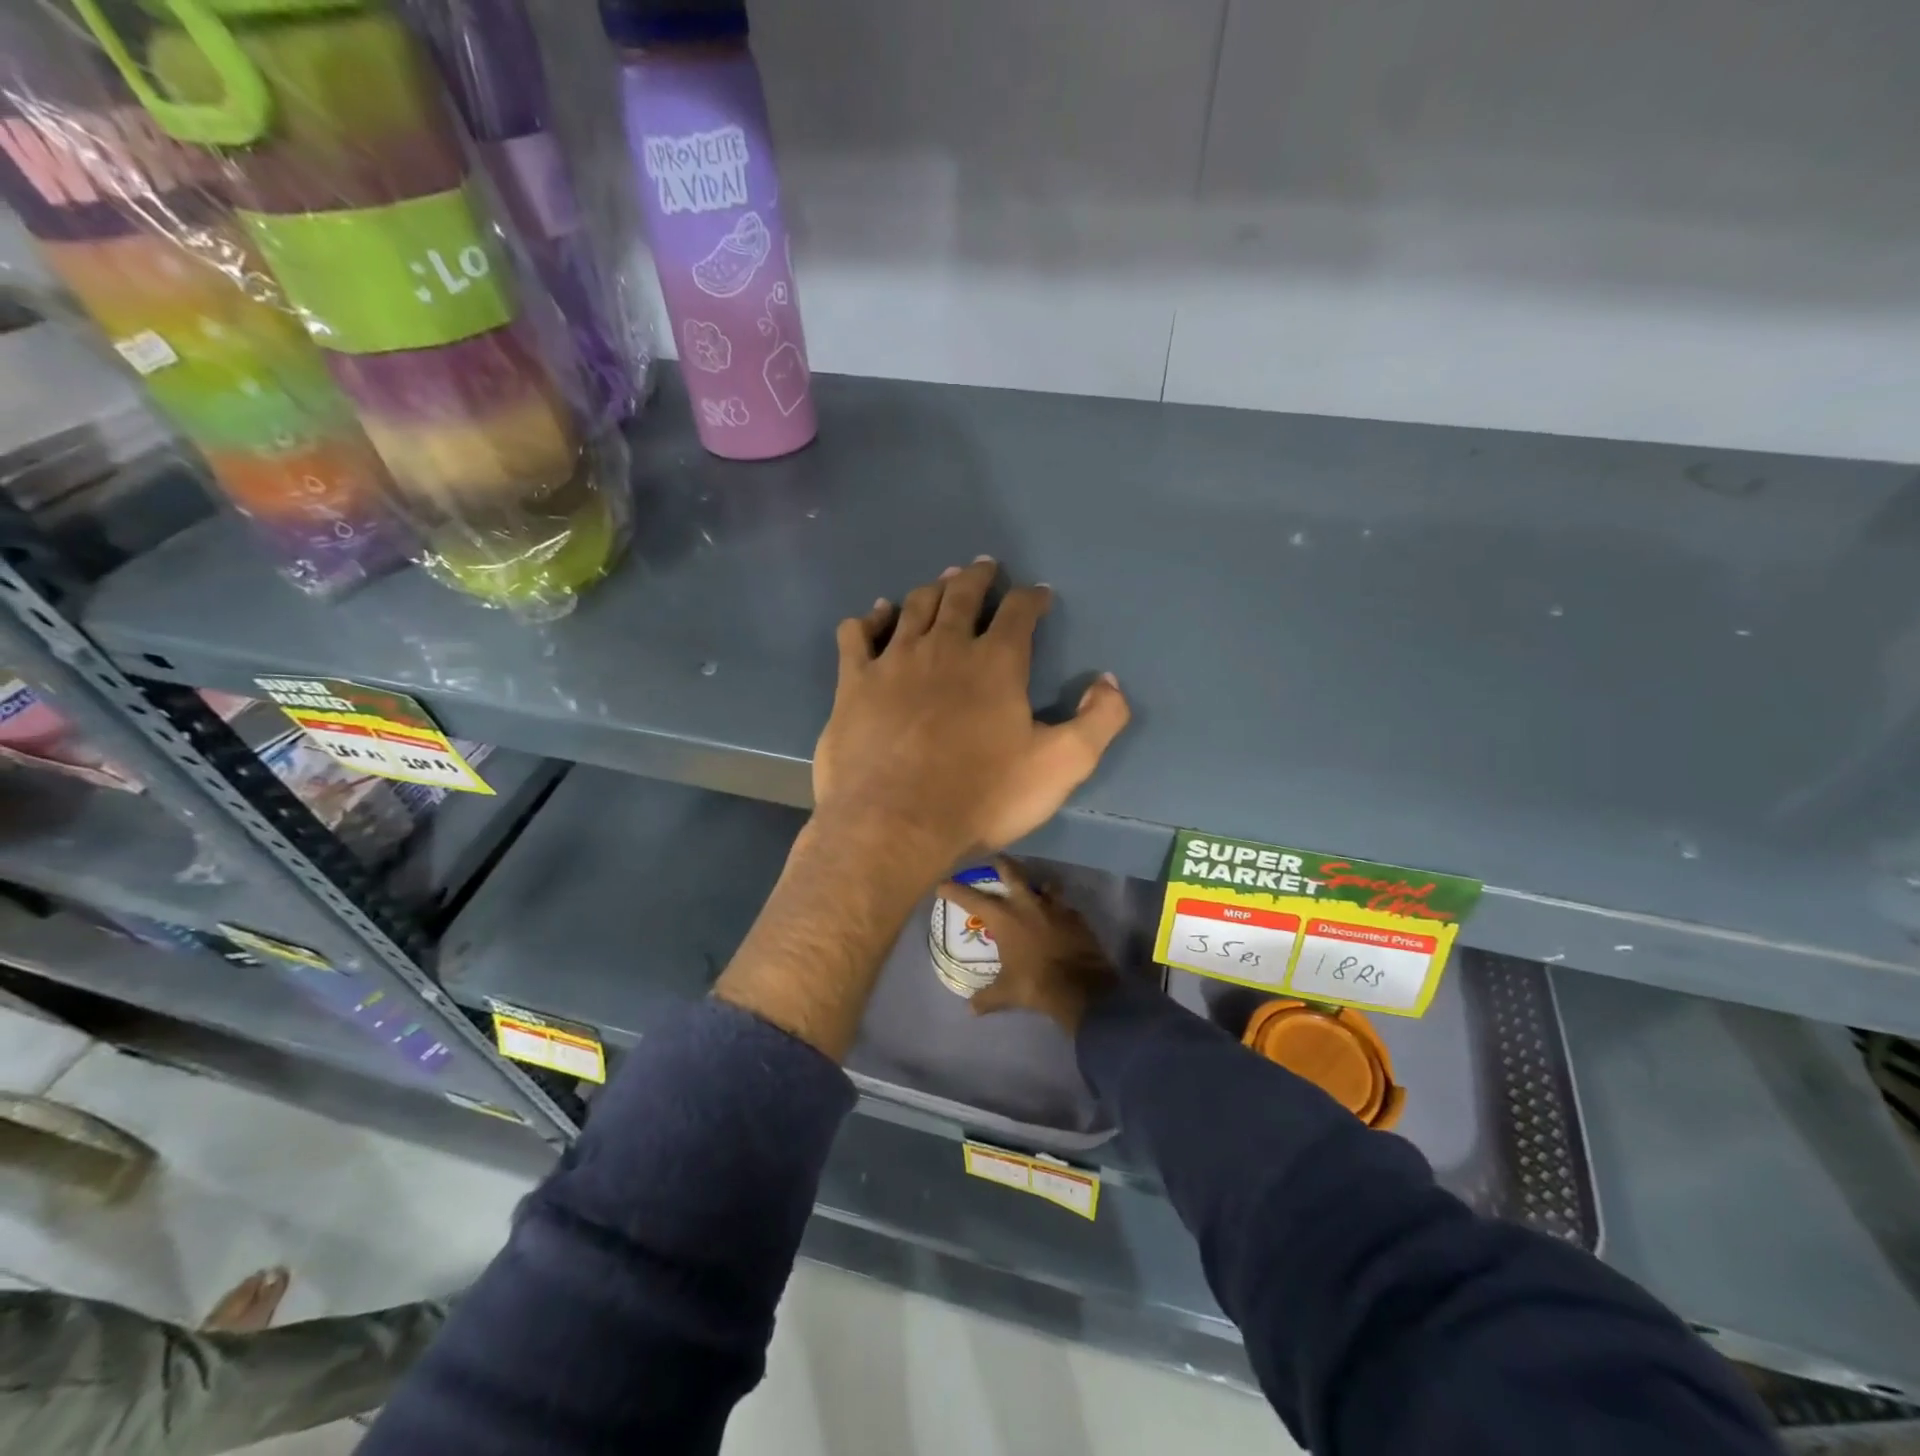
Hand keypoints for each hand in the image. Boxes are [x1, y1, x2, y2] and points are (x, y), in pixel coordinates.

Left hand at [813, 558, 1130, 874]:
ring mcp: (893, 661)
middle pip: (962, 596)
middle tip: (984, 567)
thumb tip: (1109, 681)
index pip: (1019, 612)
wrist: (894, 826)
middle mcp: (944, 647)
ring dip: (932, 589)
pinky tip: (876, 614)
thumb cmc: (981, 798)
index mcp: (996, 663)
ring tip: (942, 582)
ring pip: (914, 606)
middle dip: (978, 578)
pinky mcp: (854, 682)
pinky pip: (858, 634)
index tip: (1038, 594)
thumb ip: (1098, 720)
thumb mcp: (1061, 767)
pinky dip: (870, 618)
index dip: (1031, 598)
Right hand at [938, 856, 1119, 1034]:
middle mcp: (1027, 904)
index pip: (972, 898)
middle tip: (995, 860)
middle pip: (1012, 872)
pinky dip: (1057, 908)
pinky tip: (1057, 917)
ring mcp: (1054, 907)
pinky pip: (1063, 906)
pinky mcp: (1075, 916)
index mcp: (1004, 918)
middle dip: (1001, 864)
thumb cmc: (1036, 984)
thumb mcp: (1006, 992)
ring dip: (1037, 885)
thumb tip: (971, 1008)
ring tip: (1034, 889)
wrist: (1081, 986)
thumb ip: (987, 997)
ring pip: (1043, 884)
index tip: (942, 885)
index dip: (955, 890)